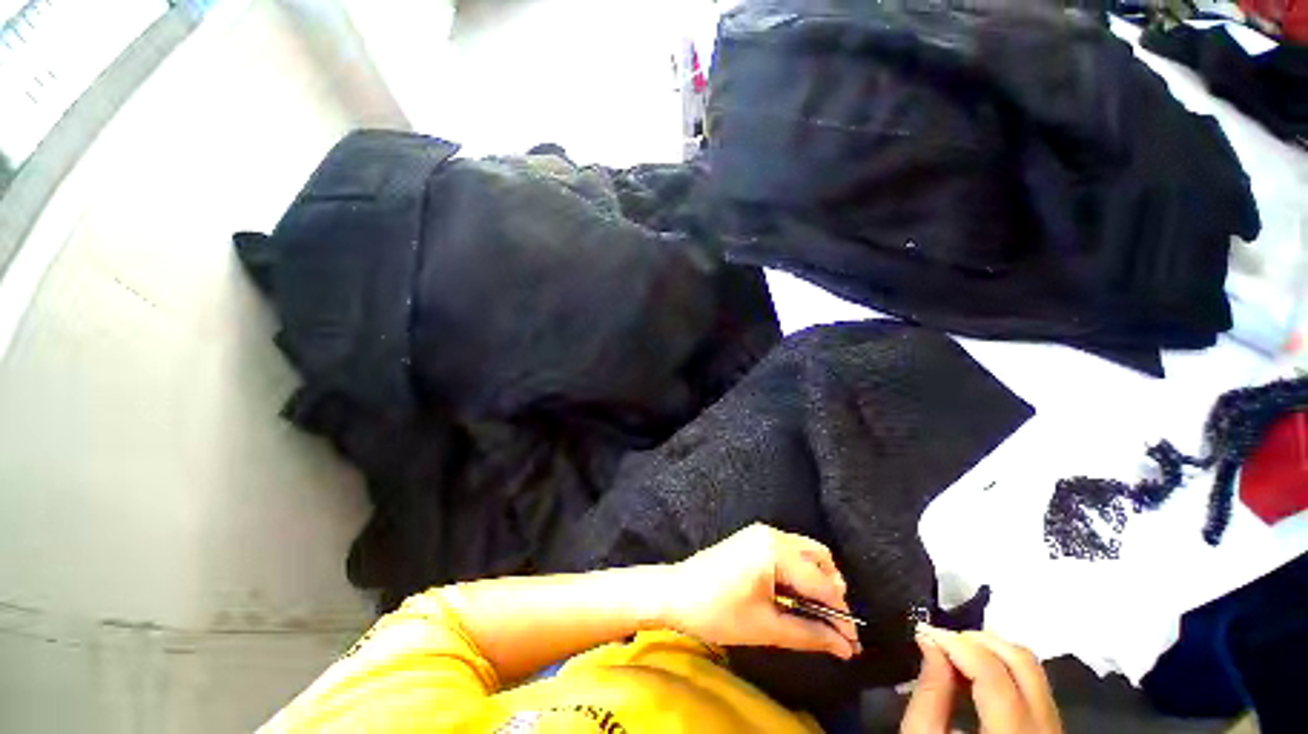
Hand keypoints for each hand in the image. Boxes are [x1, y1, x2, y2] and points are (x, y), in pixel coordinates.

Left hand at [658, 523, 860, 658]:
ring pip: (805, 553)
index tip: (852, 645)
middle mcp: (772, 534)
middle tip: (833, 628)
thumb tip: (845, 647)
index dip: (841, 615)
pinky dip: (799, 574)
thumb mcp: (766, 627)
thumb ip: (809, 634)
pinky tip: (796, 599)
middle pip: (819, 558)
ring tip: (816, 616)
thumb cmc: (718, 611)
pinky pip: (789, 552)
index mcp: (775, 550)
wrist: (676, 592)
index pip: (822, 582)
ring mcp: (760, 533)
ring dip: (817, 582)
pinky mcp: (753, 540)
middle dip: (831, 592)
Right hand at [902, 626, 1060, 733]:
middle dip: (978, 641)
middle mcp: (1045, 733)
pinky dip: (1003, 669)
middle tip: (942, 641)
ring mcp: (1055, 732)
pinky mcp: (1052, 730)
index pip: (994, 676)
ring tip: (955, 655)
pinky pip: (1034, 686)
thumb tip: (930, 642)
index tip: (925, 632)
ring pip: (1032, 670)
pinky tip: (975, 675)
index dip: (958, 644)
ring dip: (991, 652)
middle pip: (1023, 663)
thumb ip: (930, 693)